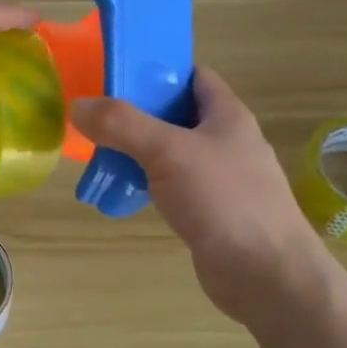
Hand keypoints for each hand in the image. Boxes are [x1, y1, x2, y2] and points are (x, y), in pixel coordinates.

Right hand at [70, 68, 324, 327]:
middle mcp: (225, 141)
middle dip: (137, 112)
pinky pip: (171, 185)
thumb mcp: (169, 152)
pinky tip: (121, 191)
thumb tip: (78, 105)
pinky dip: (146, 183)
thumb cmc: (225, 201)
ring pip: (170, 152)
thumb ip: (122, 124)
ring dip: (137, 150)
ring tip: (98, 151)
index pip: (192, 76)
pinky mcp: (209, 211)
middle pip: (176, 113)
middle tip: (96, 114)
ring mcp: (220, 178)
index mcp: (227, 115)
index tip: (116, 74)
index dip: (158, 70)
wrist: (268, 277)